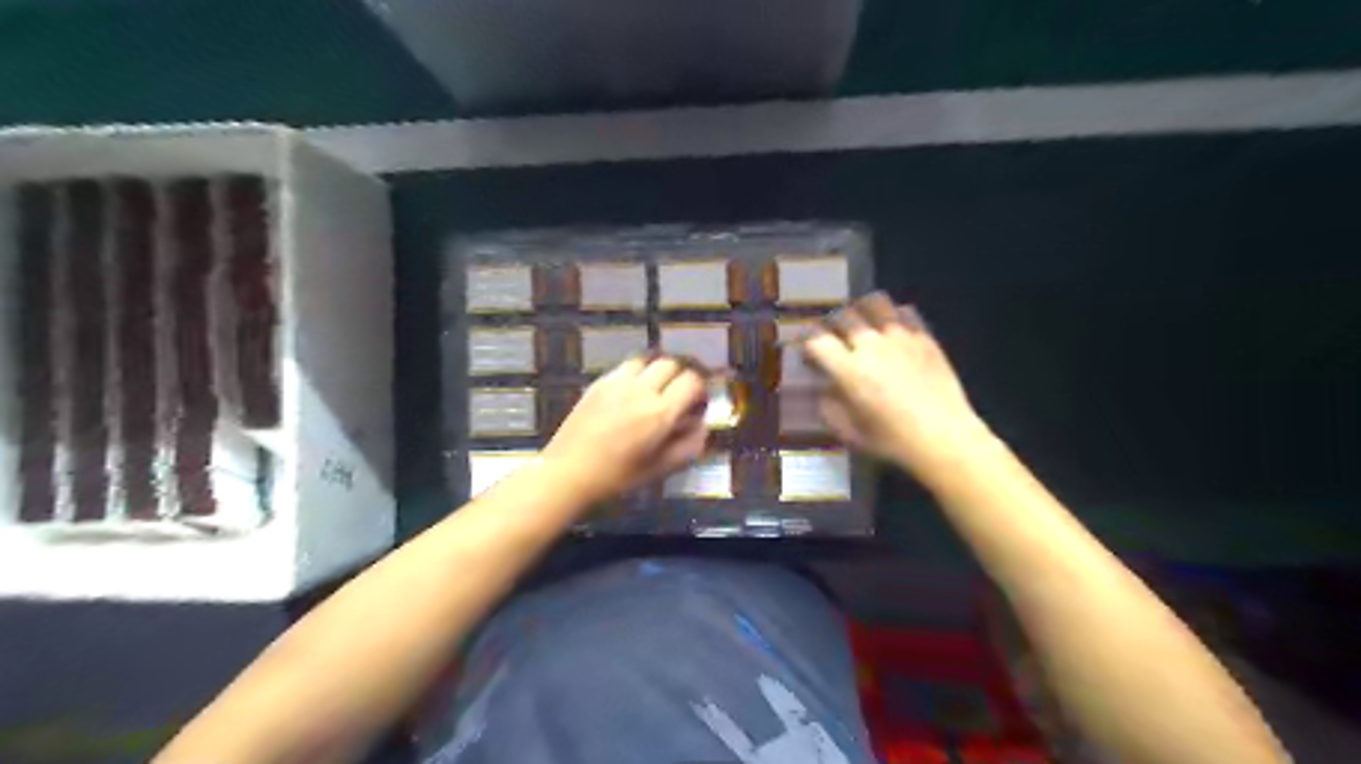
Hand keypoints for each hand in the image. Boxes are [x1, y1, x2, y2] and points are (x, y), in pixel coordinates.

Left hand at [544, 356, 713, 501]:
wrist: (569, 472)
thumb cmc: (618, 477)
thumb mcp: (661, 468)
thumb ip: (688, 445)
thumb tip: (702, 425)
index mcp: (660, 413)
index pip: (692, 380)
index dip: (700, 388)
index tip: (698, 402)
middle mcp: (641, 390)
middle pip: (672, 364)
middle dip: (681, 376)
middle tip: (681, 393)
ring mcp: (618, 382)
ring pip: (648, 360)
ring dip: (658, 370)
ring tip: (657, 388)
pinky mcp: (599, 382)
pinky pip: (626, 366)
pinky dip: (637, 373)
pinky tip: (633, 391)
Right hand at [801, 295, 996, 478]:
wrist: (945, 438)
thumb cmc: (893, 441)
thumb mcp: (850, 433)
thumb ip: (830, 408)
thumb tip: (825, 389)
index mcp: (849, 370)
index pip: (817, 341)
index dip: (808, 345)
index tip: (810, 356)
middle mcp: (871, 345)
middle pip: (842, 316)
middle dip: (831, 326)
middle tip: (833, 339)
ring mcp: (900, 337)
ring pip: (873, 303)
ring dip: (861, 311)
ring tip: (862, 323)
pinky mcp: (924, 337)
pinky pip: (904, 312)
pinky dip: (893, 316)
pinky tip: (892, 330)